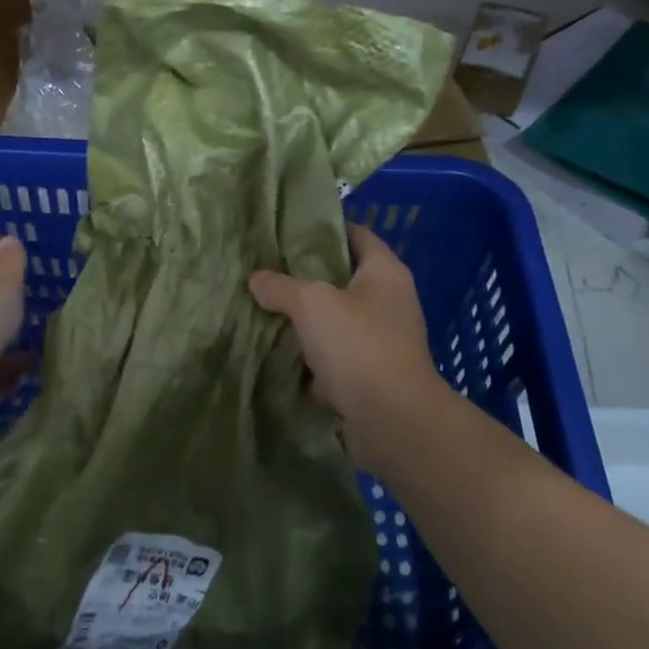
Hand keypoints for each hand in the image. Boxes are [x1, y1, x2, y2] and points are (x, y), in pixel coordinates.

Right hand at [250, 224, 443, 475]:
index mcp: (385, 273)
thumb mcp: (311, 304)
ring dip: (302, 319)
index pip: (356, 234)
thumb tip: (257, 279)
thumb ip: (281, 286)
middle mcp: (388, 302)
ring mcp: (379, 340)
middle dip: (303, 276)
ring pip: (332, 319)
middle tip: (264, 270)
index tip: (287, 229)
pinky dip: (307, 355)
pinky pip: (331, 355)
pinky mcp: (368, 374)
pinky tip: (274, 351)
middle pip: (340, 278)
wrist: (391, 420)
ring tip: (262, 308)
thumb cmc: (358, 345)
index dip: (324, 228)